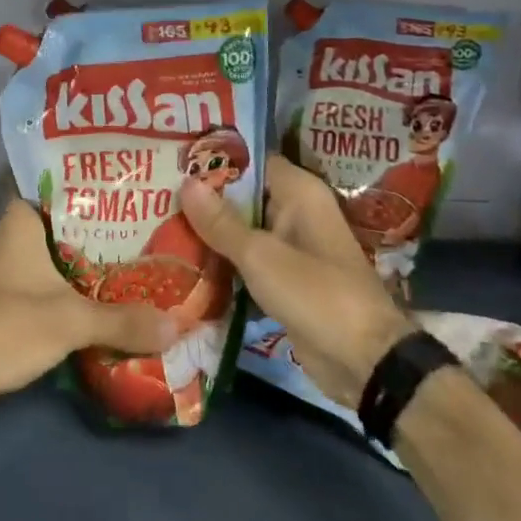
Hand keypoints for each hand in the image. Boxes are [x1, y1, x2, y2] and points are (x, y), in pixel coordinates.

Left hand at [0, 199, 178, 419]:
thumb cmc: (6, 325)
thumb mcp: (72, 320)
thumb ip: (124, 321)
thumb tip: (178, 326)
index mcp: (22, 219)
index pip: (63, 185)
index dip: (97, 184)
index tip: (134, 186)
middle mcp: (13, 233)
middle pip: (66, 222)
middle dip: (104, 227)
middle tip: (150, 224)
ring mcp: (8, 266)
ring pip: (59, 253)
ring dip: (91, 260)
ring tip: (140, 257)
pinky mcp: (8, 296)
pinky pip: (51, 279)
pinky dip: (76, 285)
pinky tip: (108, 294)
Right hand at [180, 155, 410, 407]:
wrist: (365, 362)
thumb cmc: (316, 294)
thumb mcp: (261, 256)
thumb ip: (221, 221)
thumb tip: (185, 182)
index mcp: (298, 192)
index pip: (249, 160)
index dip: (213, 158)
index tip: (172, 157)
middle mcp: (295, 212)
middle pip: (242, 194)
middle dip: (203, 197)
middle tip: (154, 191)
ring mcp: (291, 247)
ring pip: (241, 229)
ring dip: (209, 231)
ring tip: (158, 221)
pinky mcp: (285, 279)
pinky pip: (247, 259)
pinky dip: (222, 260)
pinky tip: (183, 261)